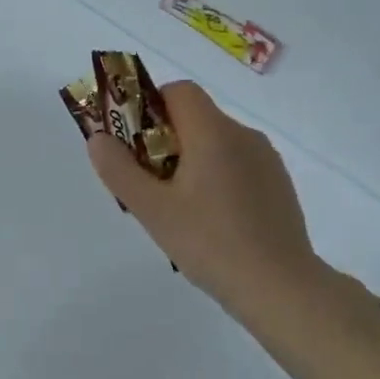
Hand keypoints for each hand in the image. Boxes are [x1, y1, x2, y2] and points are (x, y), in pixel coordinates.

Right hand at [88, 81, 325, 321]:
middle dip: (165, 139)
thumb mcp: (152, 209)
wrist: (281, 287)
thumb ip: (119, 170)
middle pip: (196, 117)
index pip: (179, 91)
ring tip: (178, 207)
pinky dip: (217, 177)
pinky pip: (237, 164)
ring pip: (217, 142)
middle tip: (149, 182)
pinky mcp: (279, 185)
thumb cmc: (210, 243)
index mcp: (213, 132)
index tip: (135, 143)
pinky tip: (211, 220)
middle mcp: (244, 135)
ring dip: (191, 160)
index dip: (151, 106)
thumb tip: (98, 137)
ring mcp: (266, 160)